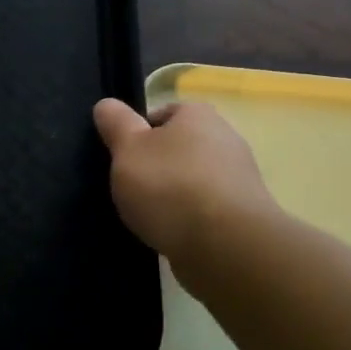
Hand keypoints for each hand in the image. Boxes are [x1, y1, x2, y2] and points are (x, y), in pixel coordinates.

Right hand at [93, 98, 280, 290]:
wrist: (225, 246)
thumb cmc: (169, 186)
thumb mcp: (128, 149)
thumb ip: (116, 124)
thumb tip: (106, 104)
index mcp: (198, 116)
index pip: (164, 113)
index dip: (139, 132)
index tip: (123, 155)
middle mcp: (225, 139)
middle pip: (180, 147)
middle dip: (156, 164)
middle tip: (130, 185)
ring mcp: (239, 179)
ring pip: (193, 179)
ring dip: (173, 193)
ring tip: (147, 214)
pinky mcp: (244, 215)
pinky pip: (205, 208)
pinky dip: (188, 217)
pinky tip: (171, 232)